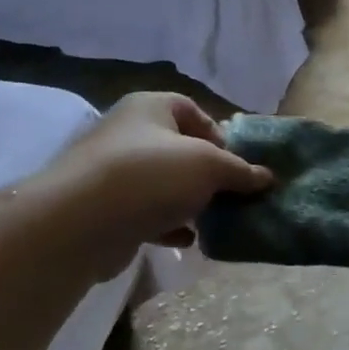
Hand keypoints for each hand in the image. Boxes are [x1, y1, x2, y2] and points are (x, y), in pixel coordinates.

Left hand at [30, 93, 270, 280]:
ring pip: (164, 184)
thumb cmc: (151, 175)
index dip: (219, 134)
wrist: (81, 223)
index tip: (237, 163)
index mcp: (150, 108)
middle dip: (208, 173)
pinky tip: (188, 241)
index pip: (192, 110)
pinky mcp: (106, 210)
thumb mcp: (209, 166)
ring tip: (215, 220)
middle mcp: (128, 134)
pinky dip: (169, 225)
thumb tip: (267, 177)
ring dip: (190, 201)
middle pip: (179, 149)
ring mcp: (113, 173)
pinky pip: (147, 213)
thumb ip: (240, 171)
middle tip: (231, 195)